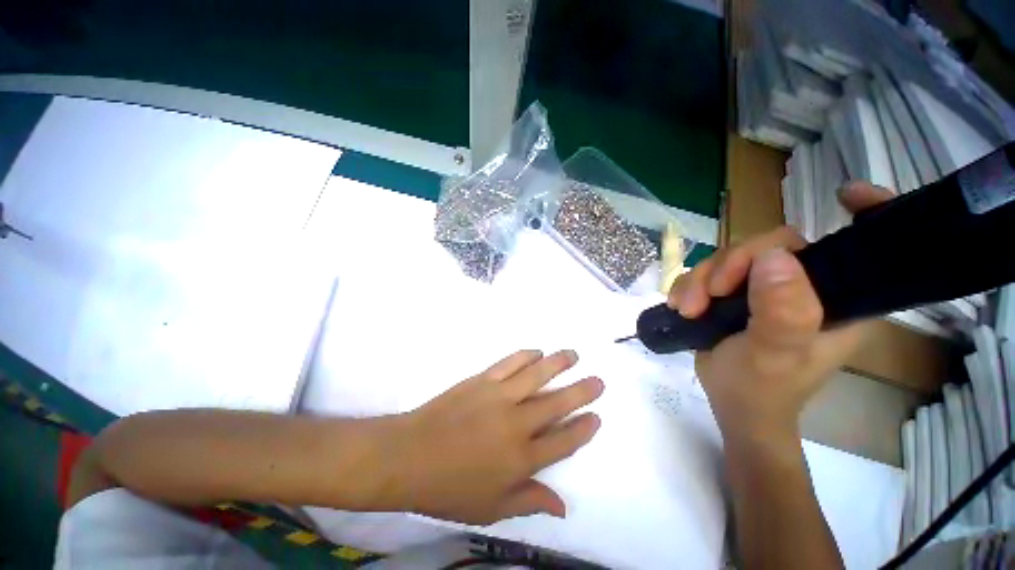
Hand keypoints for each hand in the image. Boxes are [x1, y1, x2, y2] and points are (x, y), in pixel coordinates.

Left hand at [378, 350, 602, 524]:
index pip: (563, 441)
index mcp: (521, 458)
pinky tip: (536, 351)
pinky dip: (525, 355)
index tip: (596, 416)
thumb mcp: (490, 508)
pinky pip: (509, 363)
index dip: (583, 428)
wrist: (409, 455)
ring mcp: (499, 396)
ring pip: (536, 375)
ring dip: (557, 363)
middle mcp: (516, 423)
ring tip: (573, 354)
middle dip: (581, 391)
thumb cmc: (449, 487)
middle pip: (557, 404)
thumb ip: (529, 502)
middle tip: (598, 380)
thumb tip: (563, 506)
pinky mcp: (482, 379)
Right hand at [667, 182, 894, 441]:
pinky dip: (690, 285)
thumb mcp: (774, 354)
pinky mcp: (738, 294)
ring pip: (732, 258)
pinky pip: (710, 272)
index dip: (866, 214)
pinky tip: (682, 305)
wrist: (733, 406)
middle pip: (771, 246)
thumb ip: (783, 311)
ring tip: (688, 308)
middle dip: (731, 265)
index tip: (845, 194)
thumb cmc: (762, 389)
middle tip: (708, 295)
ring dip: (701, 279)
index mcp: (839, 299)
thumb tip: (773, 257)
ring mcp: (768, 289)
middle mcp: (808, 287)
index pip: (864, 247)